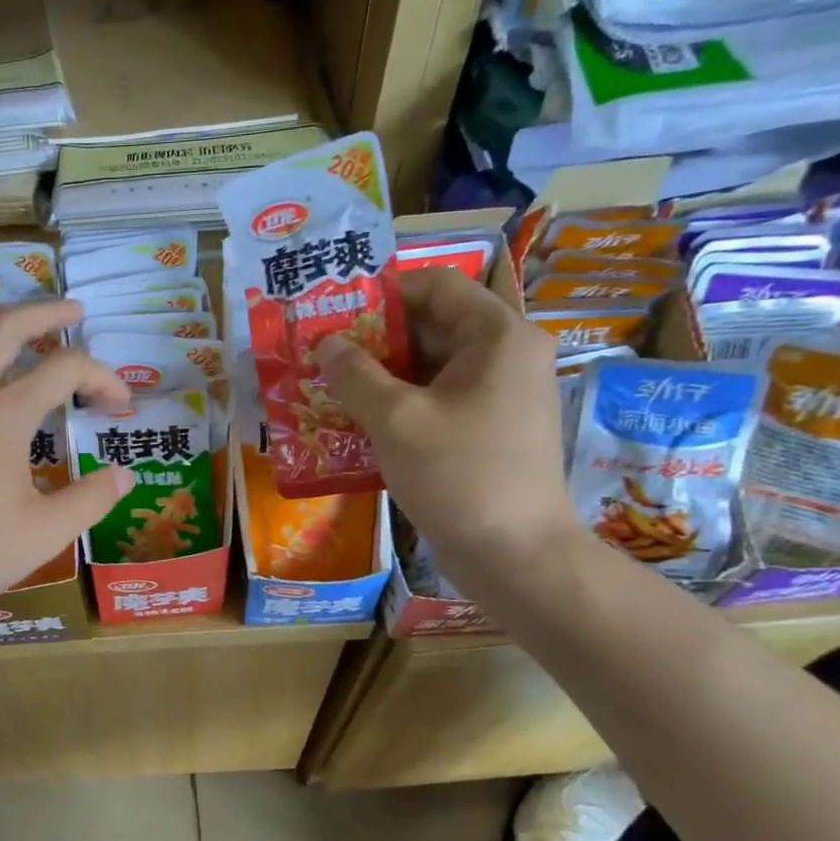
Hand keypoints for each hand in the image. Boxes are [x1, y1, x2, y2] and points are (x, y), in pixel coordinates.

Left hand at [0, 299, 135, 643]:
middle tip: (75, 312)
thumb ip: (92, 498)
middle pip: (6, 325)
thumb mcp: (47, 533)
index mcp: (2, 413)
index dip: (103, 378)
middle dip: (48, 313)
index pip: (66, 369)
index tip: (120, 404)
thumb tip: (124, 475)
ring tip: (0, 316)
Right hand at [314, 268, 580, 585]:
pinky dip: (402, 401)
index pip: (437, 285)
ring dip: (383, 373)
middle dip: (376, 337)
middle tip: (324, 353)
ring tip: (332, 387)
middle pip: (434, 324)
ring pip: (434, 365)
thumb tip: (326, 343)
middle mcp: (507, 354)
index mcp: (498, 335)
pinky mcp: (491, 426)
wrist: (515, 555)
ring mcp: (502, 392)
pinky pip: (441, 397)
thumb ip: (355, 374)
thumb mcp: (396, 420)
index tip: (336, 314)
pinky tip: (360, 420)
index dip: (383, 293)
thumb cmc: (458, 475)